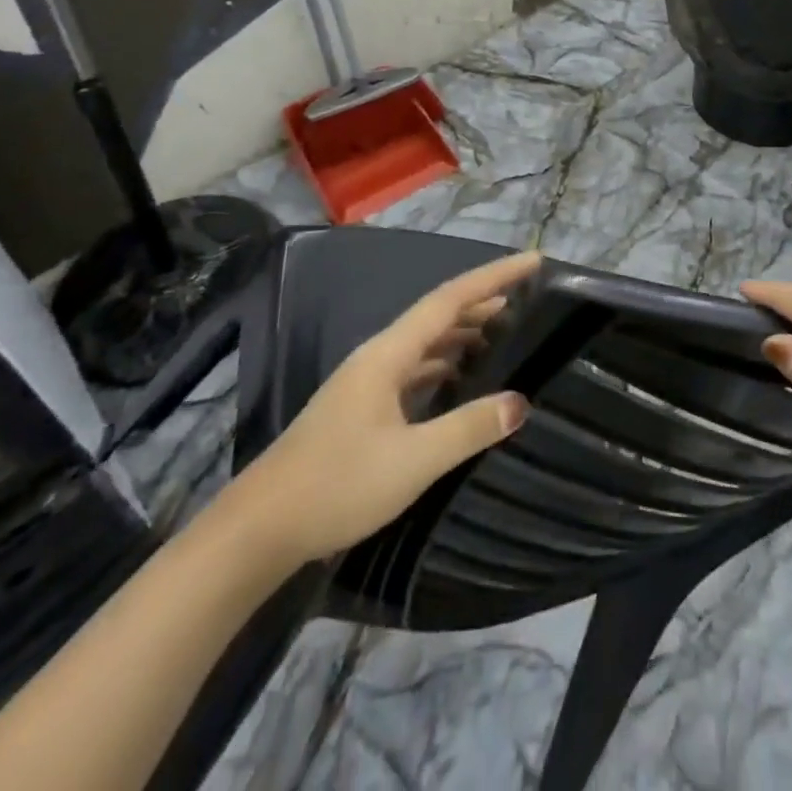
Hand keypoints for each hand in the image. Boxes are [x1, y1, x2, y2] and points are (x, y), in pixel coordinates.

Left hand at [218, 251, 537, 572]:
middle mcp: (378, 356)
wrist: (259, 529)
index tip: (532, 261)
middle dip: (483, 300)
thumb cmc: (337, 485)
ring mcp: (367, 381)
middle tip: (528, 295)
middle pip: (438, 314)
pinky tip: (461, 376)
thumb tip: (520, 402)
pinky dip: (445, 361)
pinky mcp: (362, 407)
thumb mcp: (413, 460)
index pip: (450, 299)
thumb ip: (469, 428)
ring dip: (464, 330)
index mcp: (388, 353)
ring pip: (426, 341)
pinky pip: (415, 367)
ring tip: (504, 329)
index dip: (493, 277)